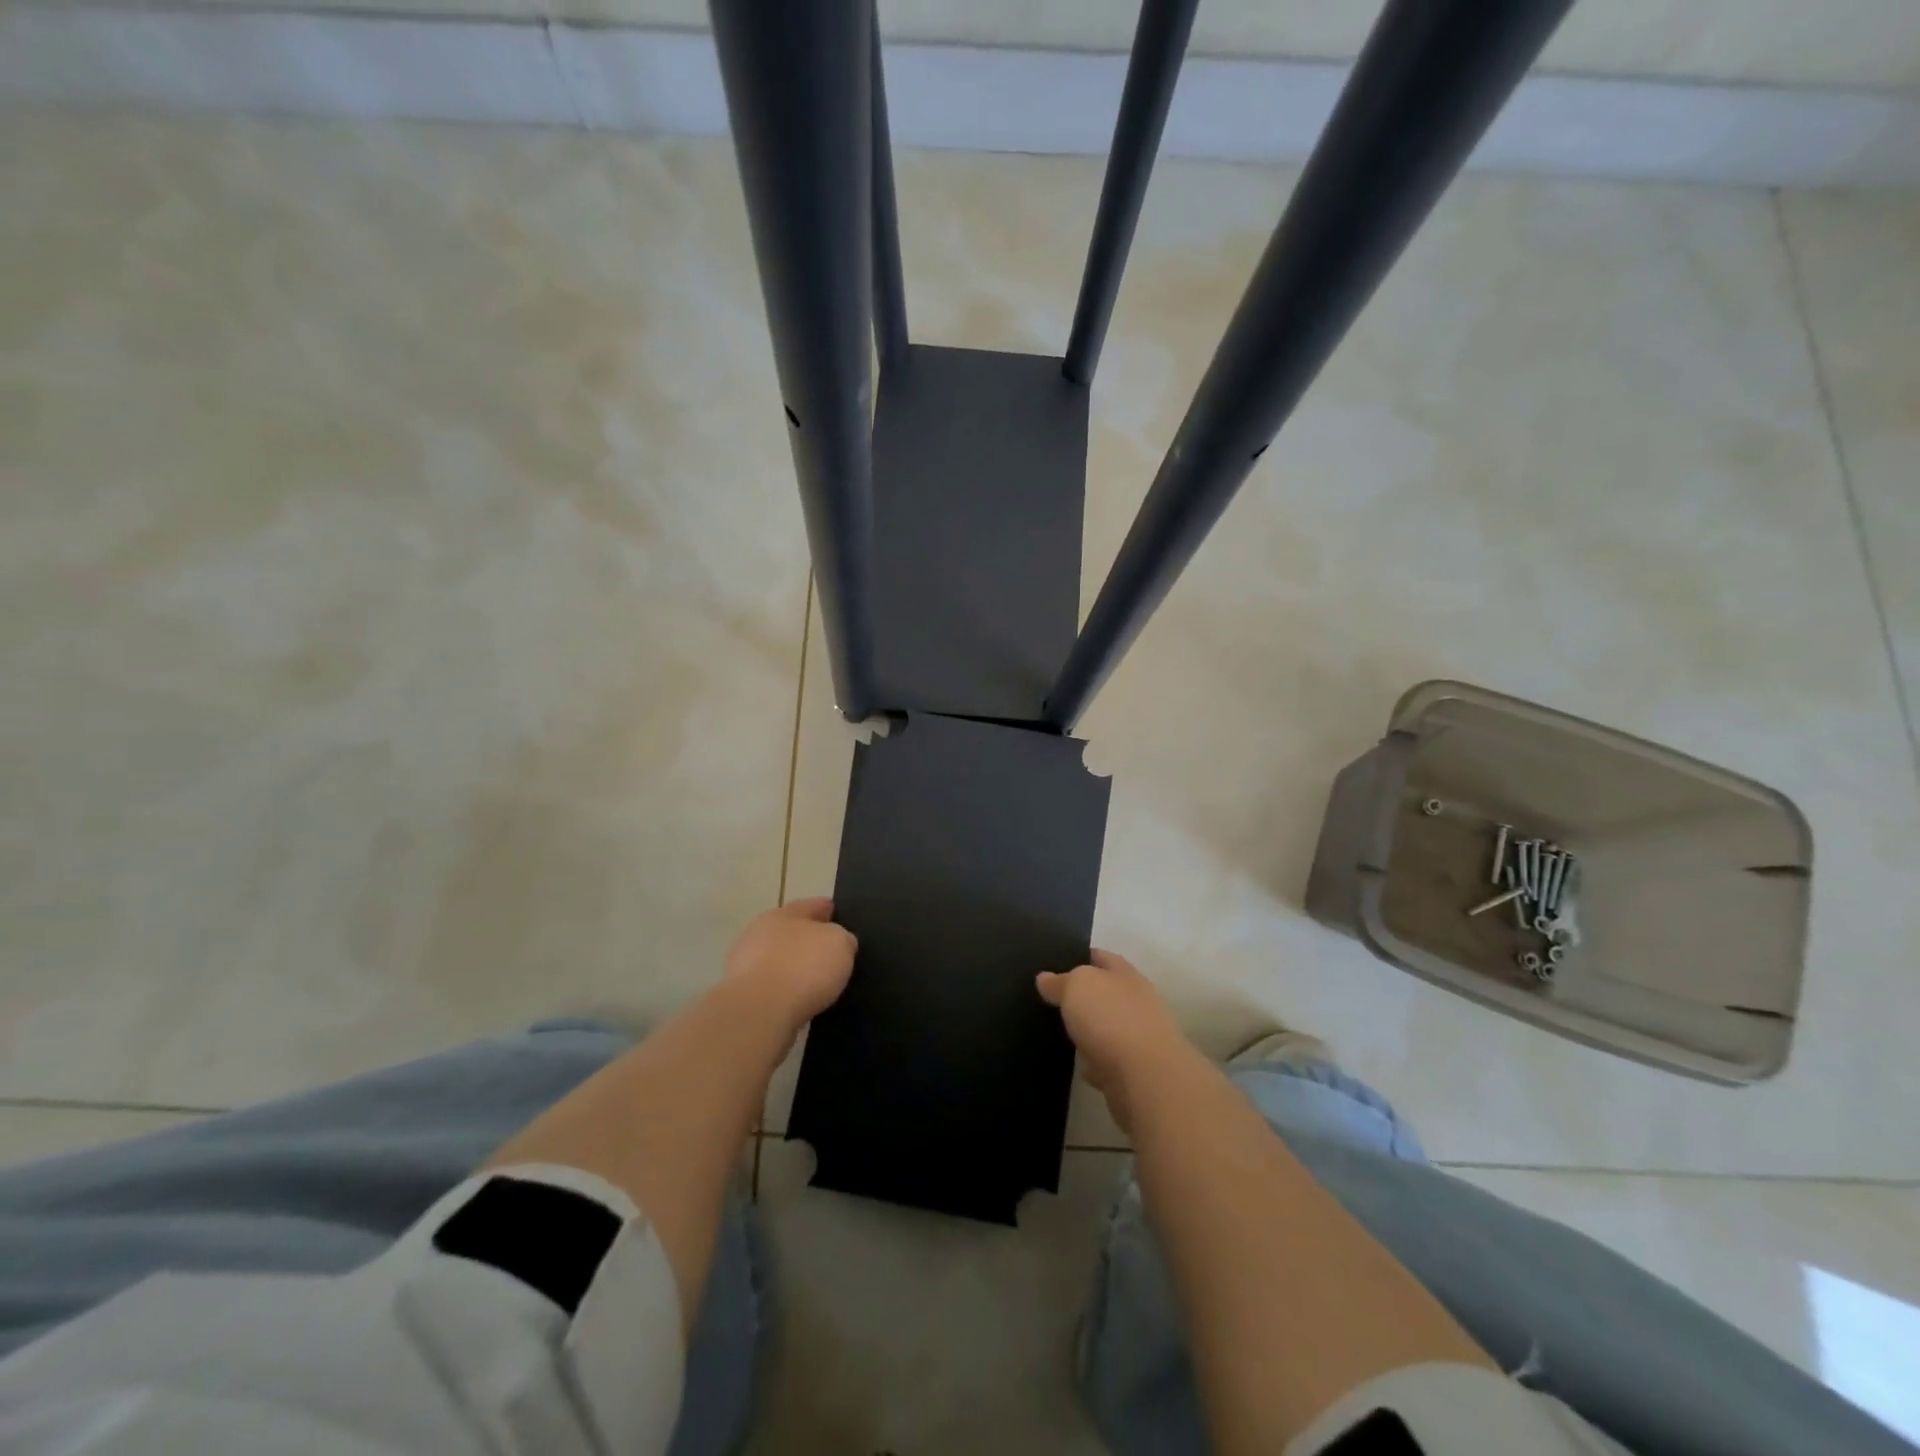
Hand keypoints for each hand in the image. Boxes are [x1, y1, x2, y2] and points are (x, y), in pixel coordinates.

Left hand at [724, 898, 856, 1032]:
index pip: (812, 906)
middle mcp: (760, 933)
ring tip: (815, 983)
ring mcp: (745, 965)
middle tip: (829, 952)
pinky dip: (783, 992)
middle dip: (808, 940)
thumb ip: (842, 938)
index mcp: (784, 914)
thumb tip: (839, 943)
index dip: (828, 909)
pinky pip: (770, 988)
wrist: (757, 1013)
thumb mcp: (840, 944)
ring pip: (777, 960)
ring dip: (793, 968)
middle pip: (790, 932)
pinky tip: (798, 1002)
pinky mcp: (741, 996)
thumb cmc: (803, 968)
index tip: (840, 915)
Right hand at [1037, 950, 1196, 1133]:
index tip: (1057, 962)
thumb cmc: (1111, 1019)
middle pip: (1107, 993)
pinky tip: (1080, 1066)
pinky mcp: (1136, 1072)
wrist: (1146, 1079)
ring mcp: (1139, 1038)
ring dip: (1091, 1031)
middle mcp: (1137, 1003)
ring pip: (1109, 1028)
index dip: (1081, 957)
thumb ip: (1060, 981)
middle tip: (1053, 999)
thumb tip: (1045, 978)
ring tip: (1062, 1031)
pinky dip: (1096, 1063)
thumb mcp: (1076, 987)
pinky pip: (1109, 1062)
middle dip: (1085, 996)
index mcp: (1126, 975)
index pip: (1102, 957)